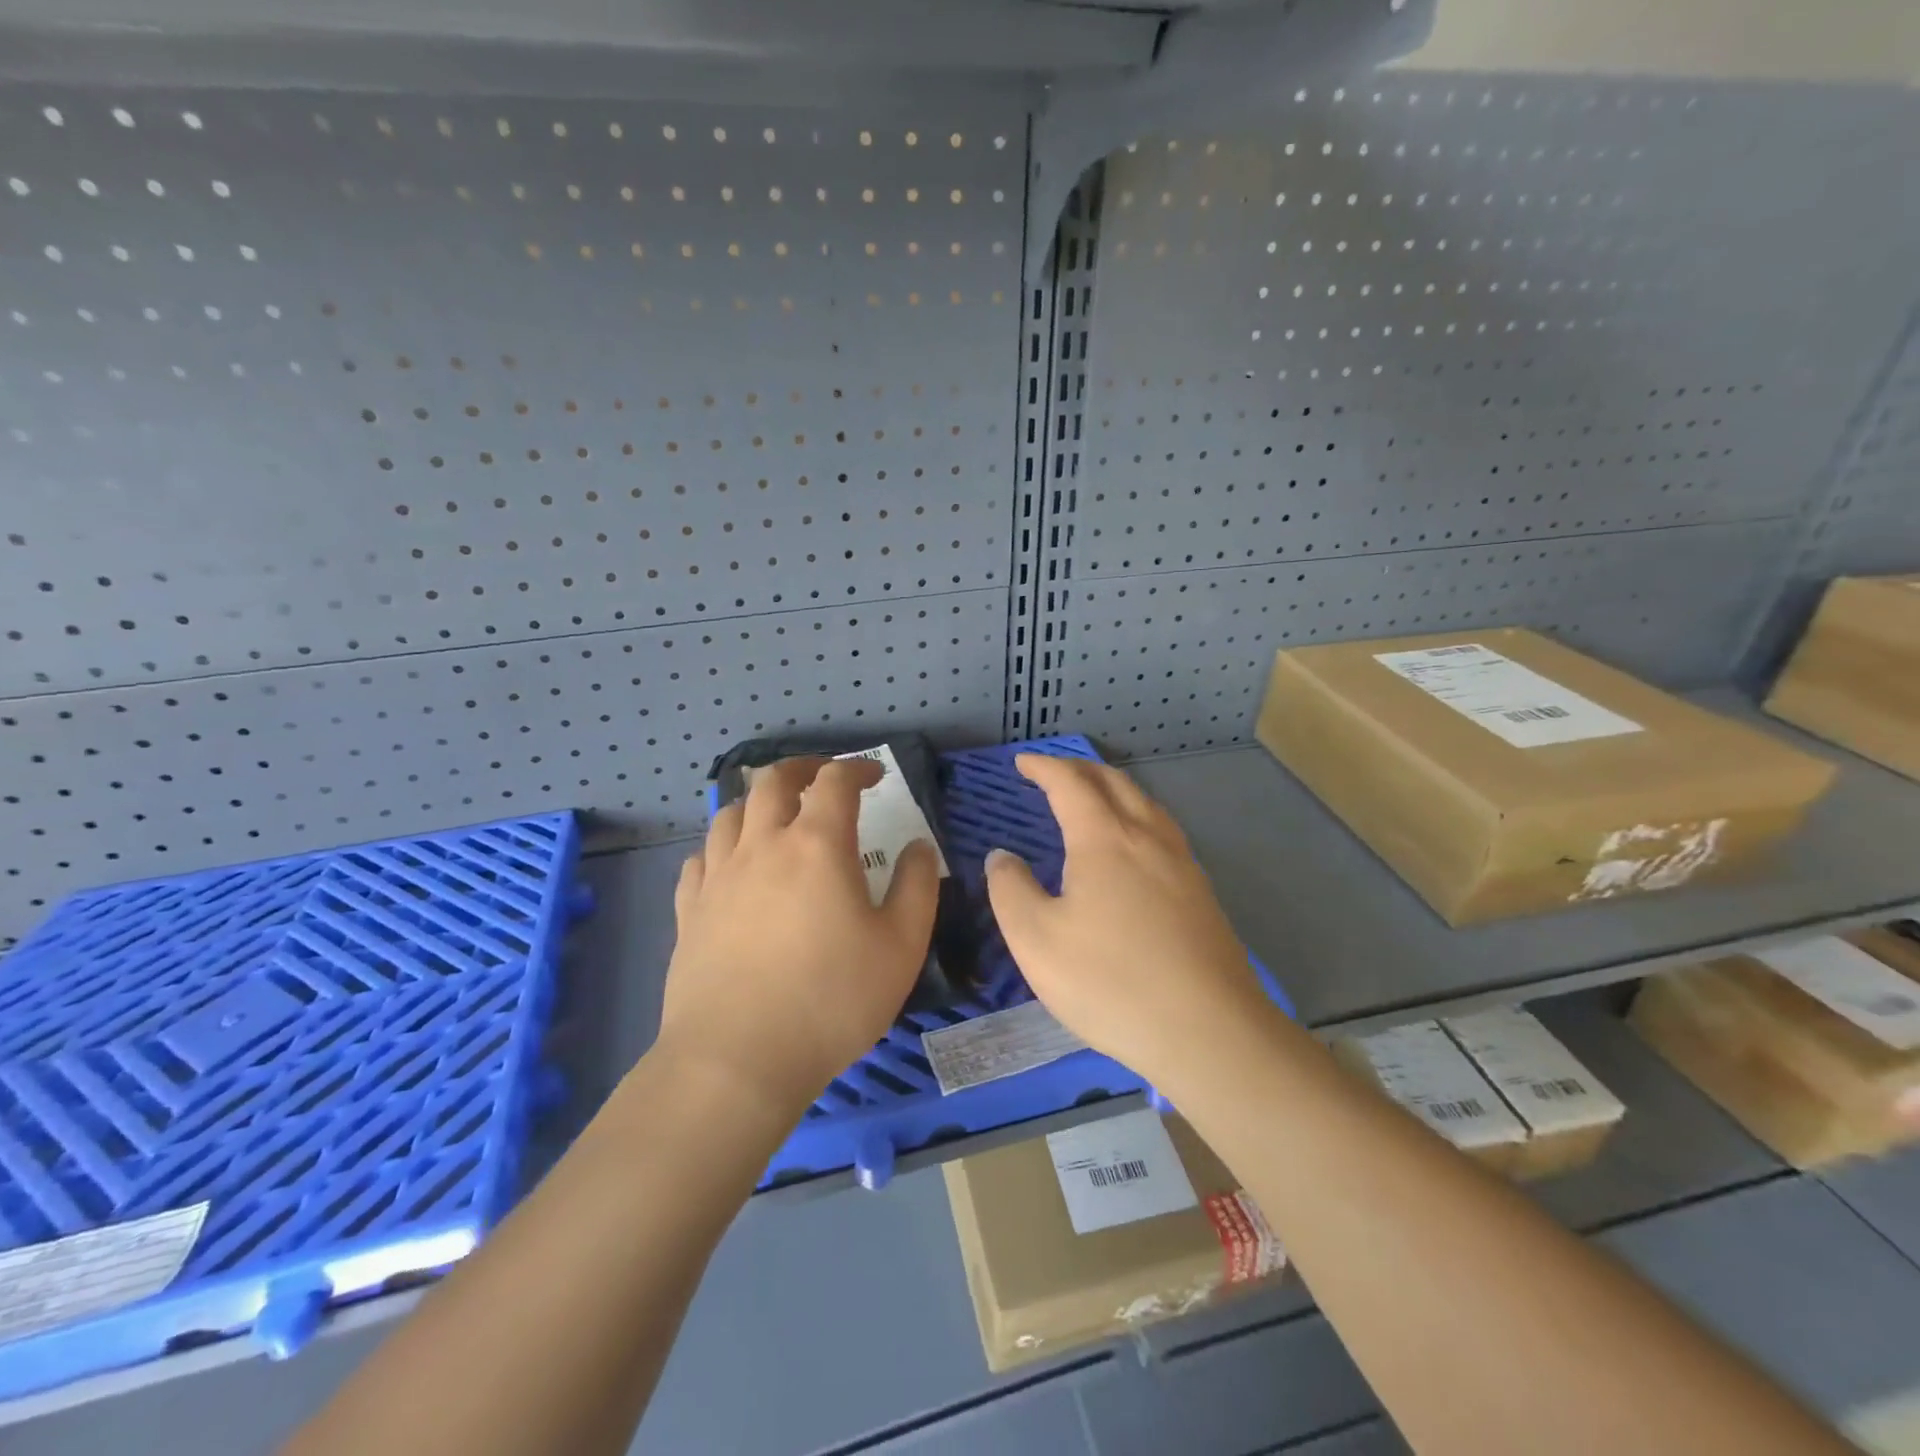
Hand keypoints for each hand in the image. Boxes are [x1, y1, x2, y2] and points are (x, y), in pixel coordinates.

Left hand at [657, 757, 939, 1121]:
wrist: (737, 1060)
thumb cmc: (831, 1000)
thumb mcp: (901, 945)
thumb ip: (917, 886)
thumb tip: (919, 846)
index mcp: (817, 844)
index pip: (835, 781)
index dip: (857, 769)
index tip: (875, 776)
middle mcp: (763, 845)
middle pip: (773, 781)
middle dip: (802, 769)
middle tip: (822, 779)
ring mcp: (719, 876)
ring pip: (731, 813)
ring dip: (758, 802)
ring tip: (776, 816)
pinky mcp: (690, 910)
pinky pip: (701, 858)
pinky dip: (722, 847)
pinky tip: (732, 865)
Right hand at [985, 754, 1267, 1086]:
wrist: (1208, 1032)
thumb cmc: (1110, 982)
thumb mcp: (1036, 940)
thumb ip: (1011, 890)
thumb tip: (1002, 856)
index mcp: (1104, 839)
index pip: (1070, 784)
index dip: (1044, 767)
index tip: (1022, 762)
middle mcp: (1147, 838)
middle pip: (1114, 783)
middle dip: (1080, 769)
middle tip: (1052, 773)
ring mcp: (1182, 864)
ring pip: (1146, 804)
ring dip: (1114, 789)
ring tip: (1093, 798)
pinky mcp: (1201, 893)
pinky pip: (1163, 832)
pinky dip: (1137, 817)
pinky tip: (1134, 846)